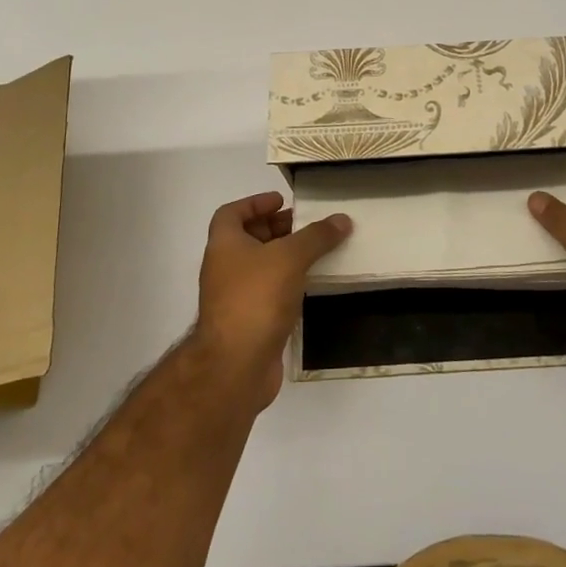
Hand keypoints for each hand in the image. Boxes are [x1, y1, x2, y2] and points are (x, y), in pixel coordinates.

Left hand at [195, 191, 351, 408]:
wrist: (236, 365)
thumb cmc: (256, 298)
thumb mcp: (290, 257)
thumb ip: (316, 236)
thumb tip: (342, 219)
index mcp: (224, 244)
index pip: (231, 213)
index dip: (255, 203)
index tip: (281, 201)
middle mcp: (224, 268)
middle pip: (248, 238)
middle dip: (276, 229)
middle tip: (306, 225)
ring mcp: (233, 297)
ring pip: (260, 267)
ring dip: (284, 257)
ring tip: (316, 251)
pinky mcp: (248, 322)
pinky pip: (268, 293)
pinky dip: (287, 284)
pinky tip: (311, 285)